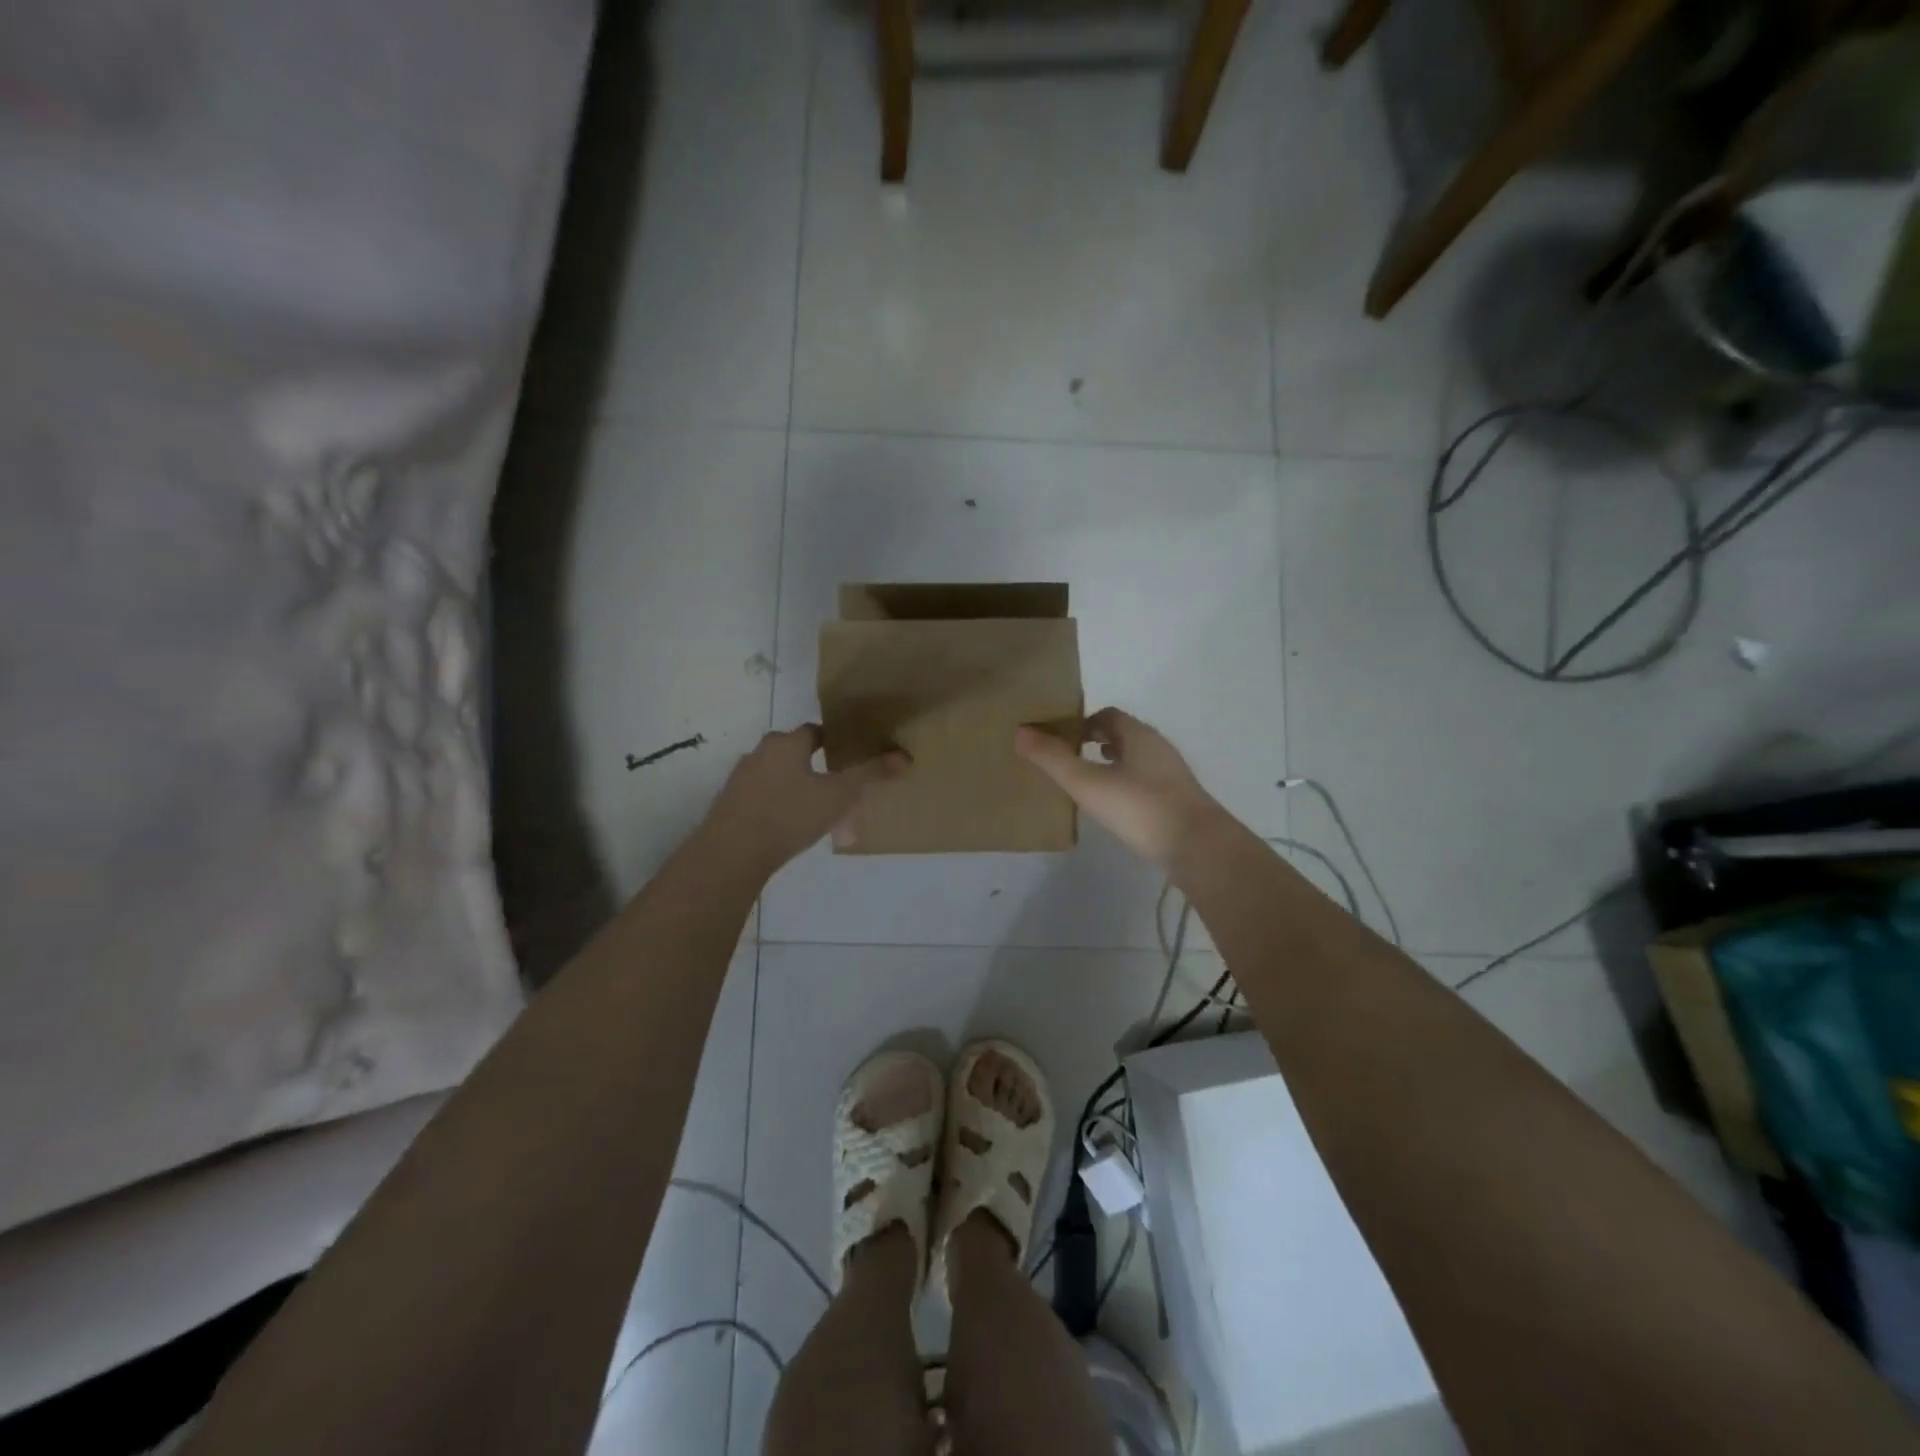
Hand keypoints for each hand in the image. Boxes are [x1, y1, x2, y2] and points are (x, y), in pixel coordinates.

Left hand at [698, 725, 908, 873]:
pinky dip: (778, 805)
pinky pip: (762, 797)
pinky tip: (790, 829)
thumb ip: (870, 775)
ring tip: (817, 813)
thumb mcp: (839, 796)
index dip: (834, 742)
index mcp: (786, 743)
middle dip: (815, 767)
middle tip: (837, 789)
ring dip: (796, 788)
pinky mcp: (728, 805)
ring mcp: (740, 779)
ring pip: (777, 776)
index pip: (814, 732)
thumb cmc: (790, 815)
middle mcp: (759, 753)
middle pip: (794, 753)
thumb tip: (905, 757)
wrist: (731, 853)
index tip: (849, 756)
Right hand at [1014, 708, 1225, 866]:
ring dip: (1111, 764)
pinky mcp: (1177, 801)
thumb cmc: (1139, 807)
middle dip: (1094, 742)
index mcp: (1138, 734)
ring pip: (1135, 760)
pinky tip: (1114, 808)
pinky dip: (1125, 786)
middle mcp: (1158, 747)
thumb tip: (1020, 732)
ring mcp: (1171, 775)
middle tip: (1067, 760)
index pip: (1107, 715)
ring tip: (1086, 783)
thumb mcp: (1087, 783)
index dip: (1081, 722)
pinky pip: (1144, 783)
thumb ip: (1052, 759)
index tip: (1058, 739)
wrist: (1197, 847)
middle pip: (1122, 735)